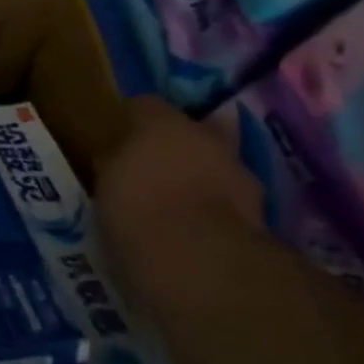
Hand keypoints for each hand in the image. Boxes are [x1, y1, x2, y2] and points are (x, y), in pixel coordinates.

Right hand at [95, 95, 262, 236]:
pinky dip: (217, 204)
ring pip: (215, 160)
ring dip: (201, 174)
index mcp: (160, 122)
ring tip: (178, 200)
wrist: (200, 258)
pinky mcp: (259, 205)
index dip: (130, 120)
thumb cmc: (137, 210)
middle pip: (190, 128)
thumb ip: (113, 163)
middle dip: (175, 144)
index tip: (118, 139)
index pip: (142, 104)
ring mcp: (237, 168)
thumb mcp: (104, 184)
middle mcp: (204, 134)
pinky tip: (199, 224)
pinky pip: (230, 195)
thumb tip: (114, 157)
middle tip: (153, 167)